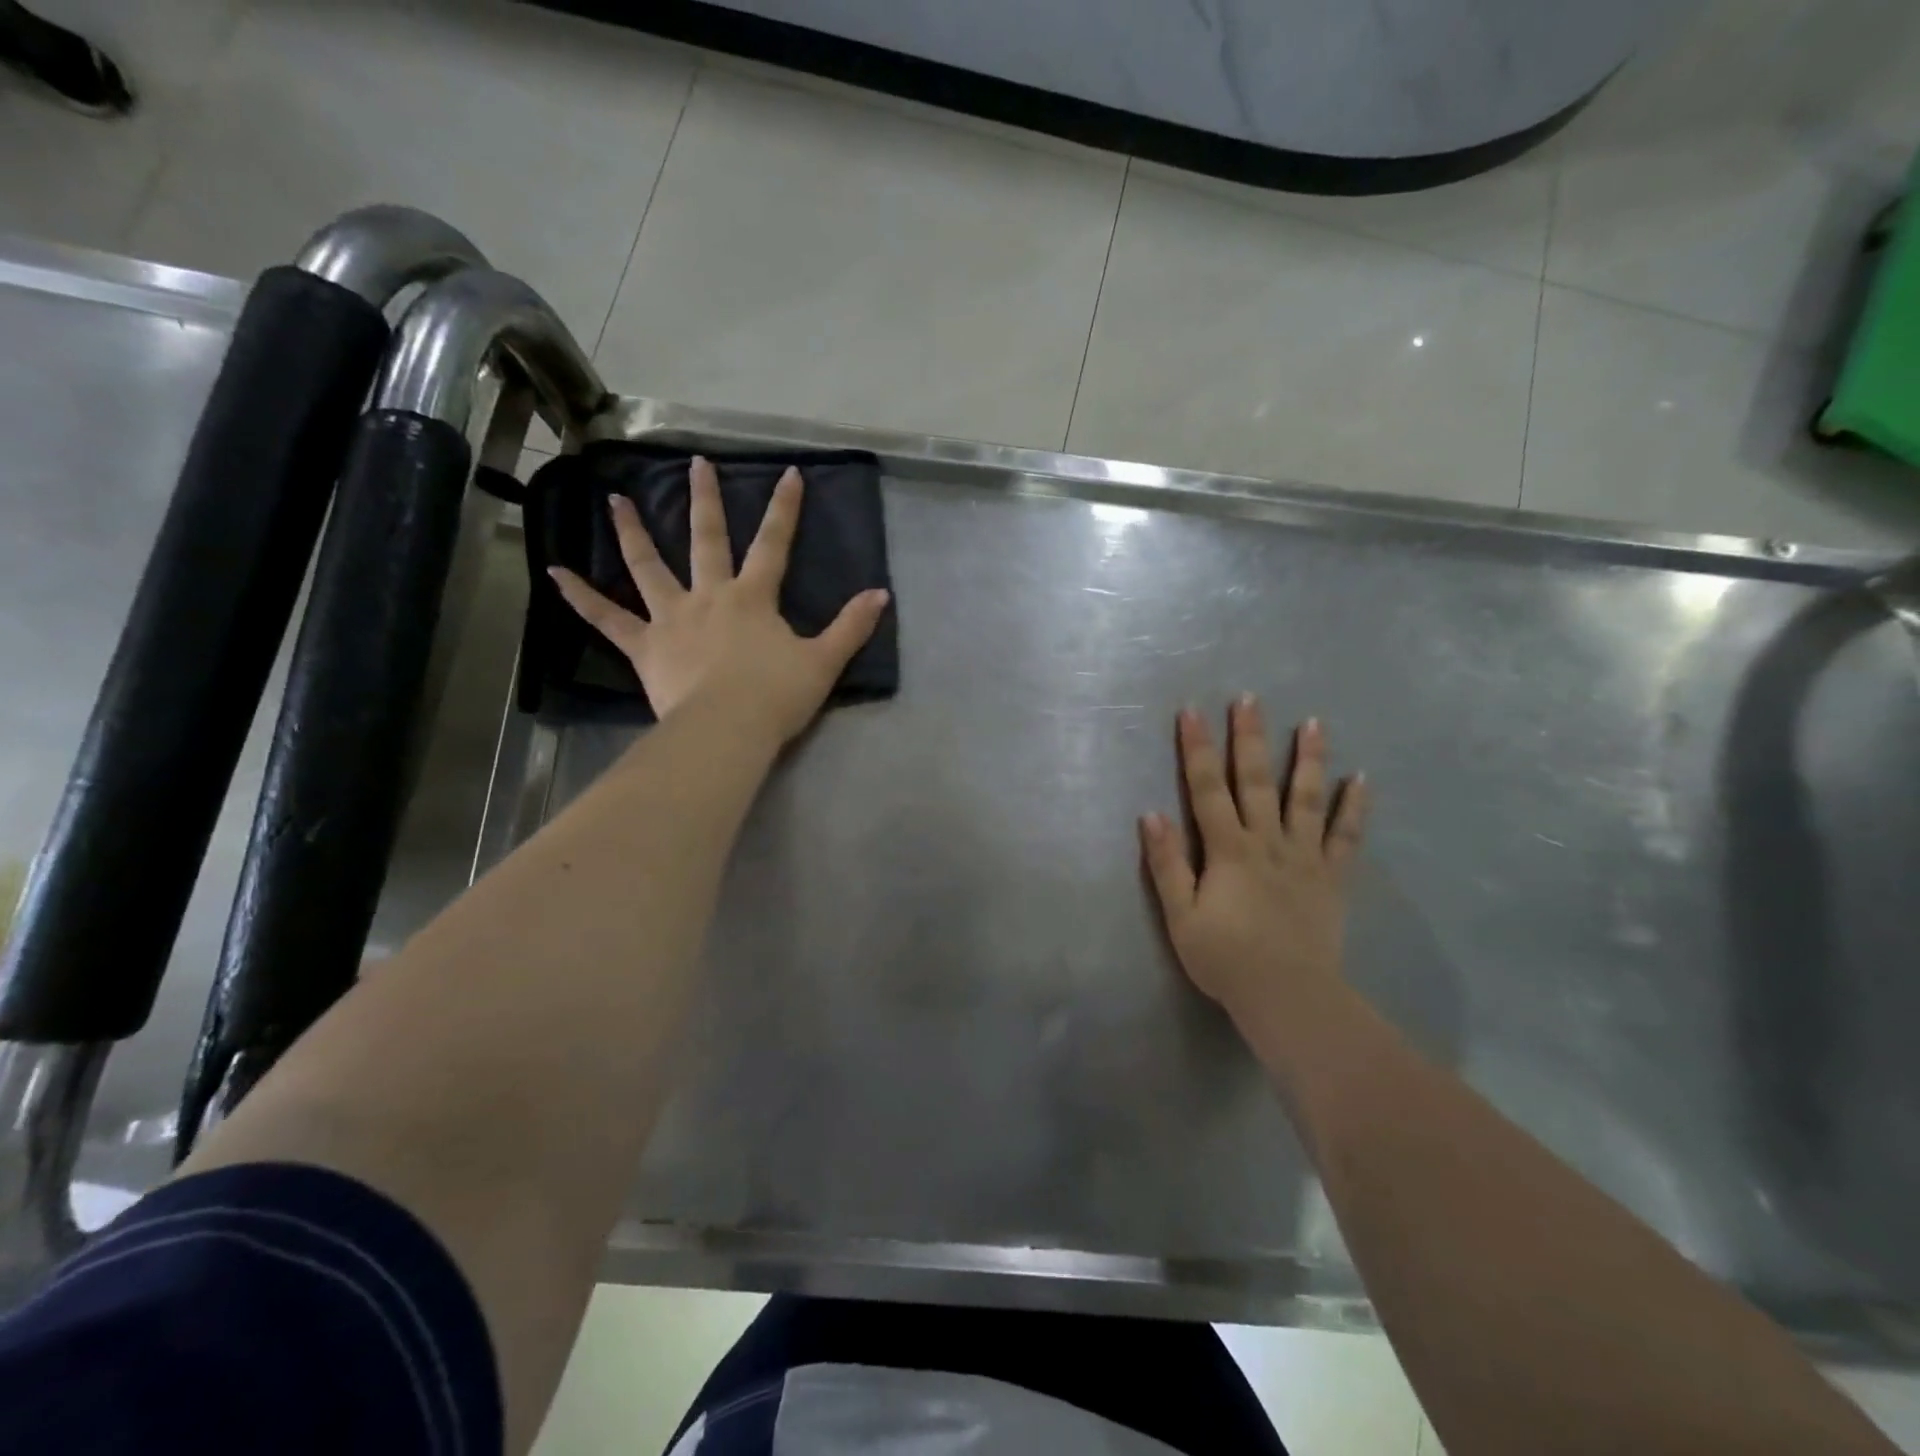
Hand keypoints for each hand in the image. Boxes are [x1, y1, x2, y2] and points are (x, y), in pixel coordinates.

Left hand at [548, 456, 889, 744]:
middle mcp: (709, 596)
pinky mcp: (644, 647)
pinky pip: (607, 619)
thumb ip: (851, 627)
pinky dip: (580, 596)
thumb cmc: (776, 696)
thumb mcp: (824, 662)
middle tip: (695, 463)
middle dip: (705, 500)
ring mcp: (672, 618)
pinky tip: (554, 573)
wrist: (727, 729)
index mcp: (753, 598)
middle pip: (706, 539)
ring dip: (632, 531)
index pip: (774, 544)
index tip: (788, 474)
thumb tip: (881, 595)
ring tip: (614, 500)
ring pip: (648, 566)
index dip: (784, 509)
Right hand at [1140, 698, 1369, 1034]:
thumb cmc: (1225, 958)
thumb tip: (1151, 814)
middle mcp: (1267, 842)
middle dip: (1250, 738)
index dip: (1198, 749)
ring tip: (1314, 722)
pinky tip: (1361, 780)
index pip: (1207, 788)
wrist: (1288, 997)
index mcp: (1227, 849)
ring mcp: (1304, 857)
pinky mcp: (1332, 878)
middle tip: (1250, 699)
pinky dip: (1353, 807)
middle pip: (1256, 781)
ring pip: (1306, 798)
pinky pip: (1346, 837)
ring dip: (1308, 758)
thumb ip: (1167, 864)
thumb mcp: (1180, 916)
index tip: (1191, 712)